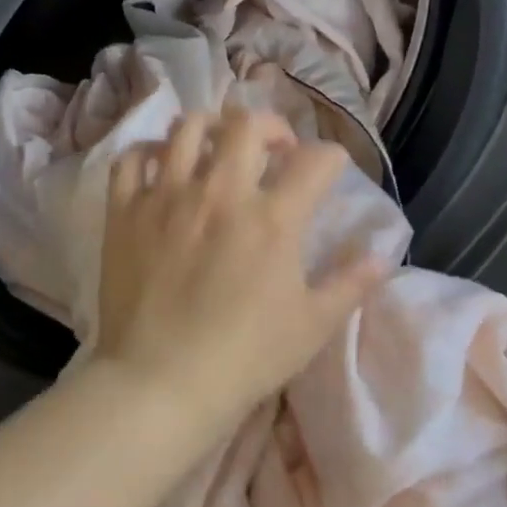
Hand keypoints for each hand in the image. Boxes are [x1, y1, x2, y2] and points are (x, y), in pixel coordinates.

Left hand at [89, 110, 386, 428]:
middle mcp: (221, 193)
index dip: (331, 159)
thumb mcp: (313, 326)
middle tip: (273, 150)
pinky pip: (132, 159)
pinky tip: (160, 166)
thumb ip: (350, 283)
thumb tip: (381, 255)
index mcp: (273, 218)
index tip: (328, 172)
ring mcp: (167, 197)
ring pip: (187, 129)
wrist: (162, 381)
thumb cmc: (245, 357)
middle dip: (270, 127)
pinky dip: (148, 153)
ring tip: (216, 149)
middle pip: (247, 125)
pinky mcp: (125, 212)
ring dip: (210, 128)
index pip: (316, 161)